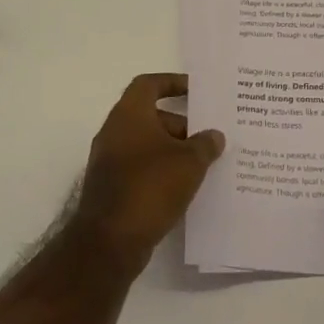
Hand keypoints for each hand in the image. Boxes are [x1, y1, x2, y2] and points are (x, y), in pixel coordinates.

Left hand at [74, 73, 225, 279]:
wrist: (109, 242)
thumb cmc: (150, 187)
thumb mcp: (189, 162)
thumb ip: (205, 144)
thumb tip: (214, 136)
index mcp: (129, 114)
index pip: (149, 84)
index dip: (172, 82)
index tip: (196, 91)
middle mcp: (114, 131)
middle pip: (150, 116)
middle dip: (180, 125)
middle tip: (208, 137)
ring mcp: (109, 161)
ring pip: (146, 144)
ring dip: (172, 150)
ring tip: (202, 164)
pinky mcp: (110, 188)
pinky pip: (140, 168)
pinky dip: (160, 171)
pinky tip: (183, 188)